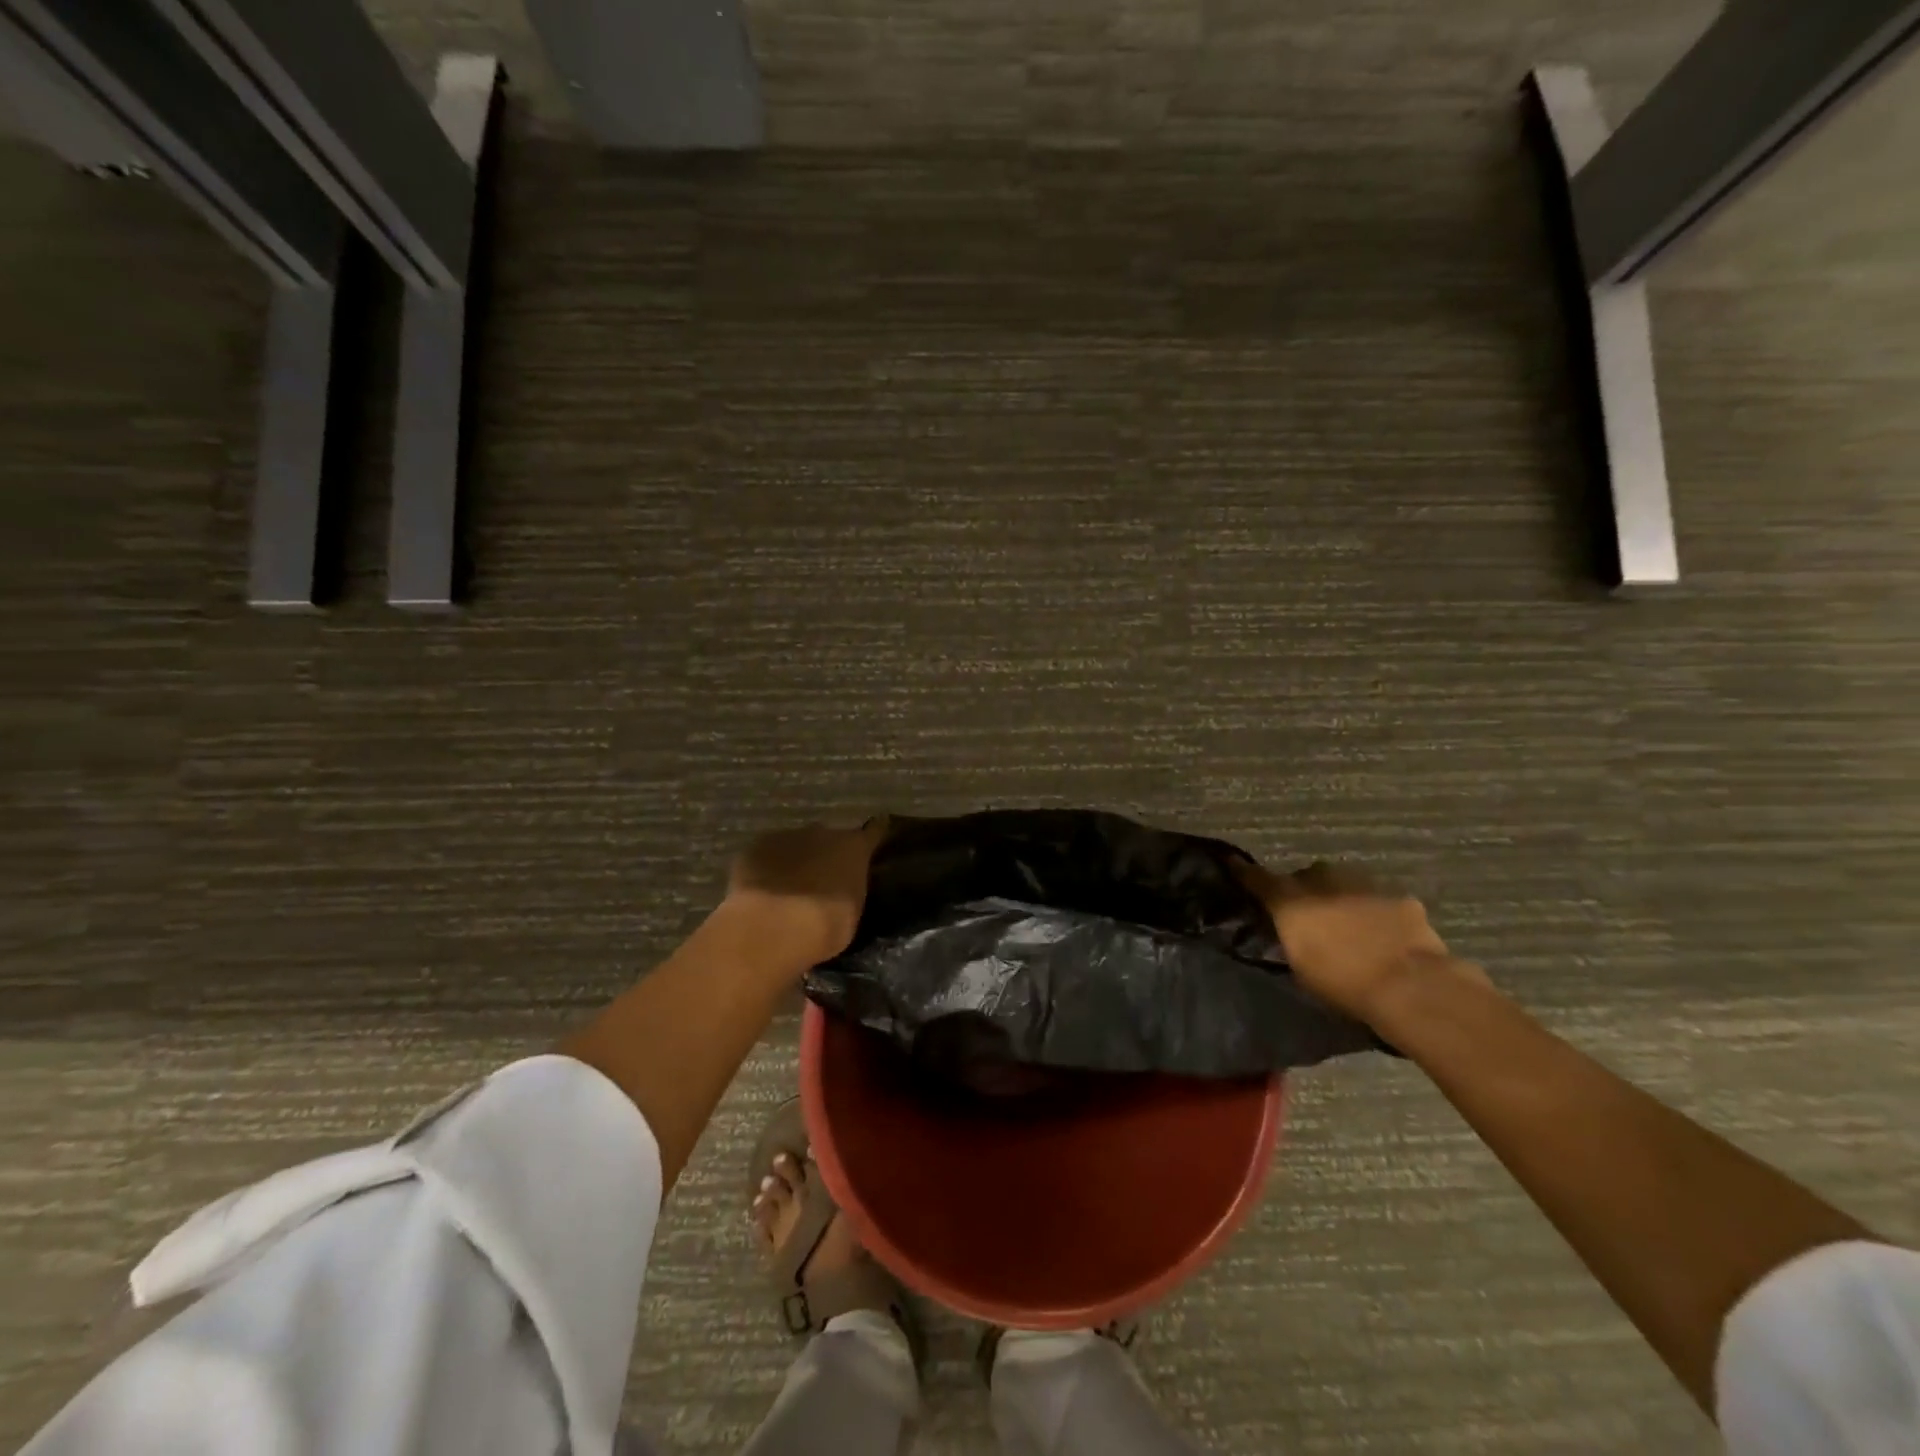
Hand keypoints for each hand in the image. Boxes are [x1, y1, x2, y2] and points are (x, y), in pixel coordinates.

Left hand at [721, 819, 889, 968]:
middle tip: (823, 879)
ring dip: (796, 860)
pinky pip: (766, 855)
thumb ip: (850, 892)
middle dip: (827, 854)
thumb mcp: (851, 913)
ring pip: (796, 845)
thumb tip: (845, 888)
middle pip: (829, 838)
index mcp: (854, 848)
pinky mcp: (753, 849)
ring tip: (790, 886)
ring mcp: (786, 837)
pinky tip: (762, 889)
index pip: (872, 832)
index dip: (874, 835)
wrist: (772, 927)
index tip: (878, 835)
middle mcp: (823, 833)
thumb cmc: (825, 926)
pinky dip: (767, 867)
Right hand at [1235, 859, 1474, 1025]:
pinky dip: (1376, 912)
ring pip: (1344, 884)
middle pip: (1306, 877)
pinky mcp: (1399, 896)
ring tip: (1349, 926)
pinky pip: (1379, 899)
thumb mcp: (1300, 966)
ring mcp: (1364, 884)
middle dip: (1305, 891)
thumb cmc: (1342, 983)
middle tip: (1310, 917)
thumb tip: (1285, 929)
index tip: (1232, 863)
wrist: (1410, 986)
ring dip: (1341, 899)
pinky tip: (1384, 934)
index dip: (1243, 871)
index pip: (1256, 878)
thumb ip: (1289, 938)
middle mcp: (1322, 881)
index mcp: (1291, 900)